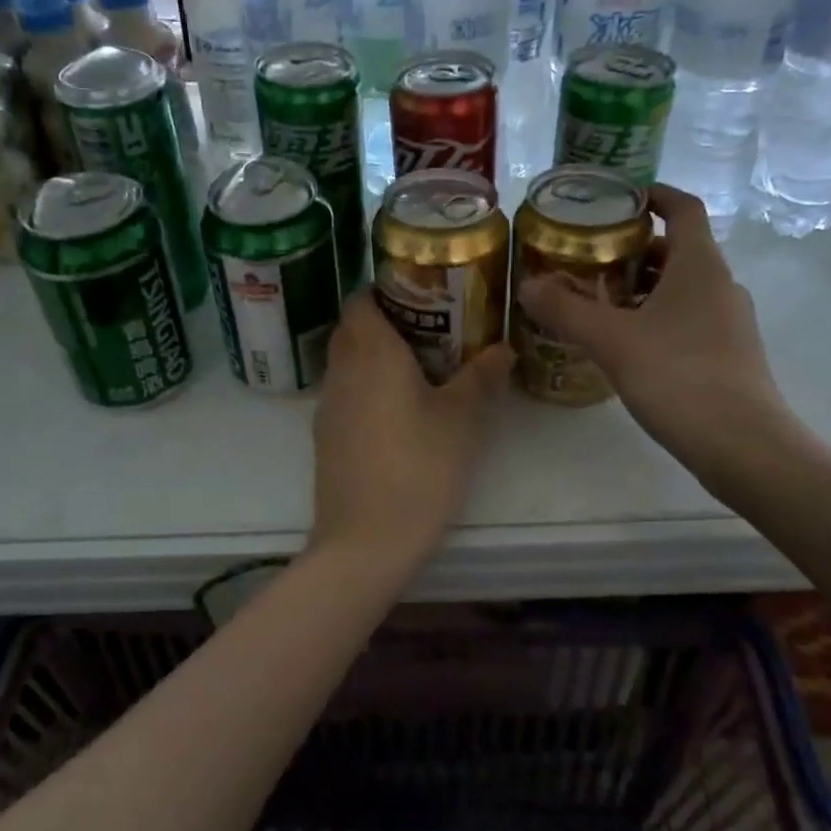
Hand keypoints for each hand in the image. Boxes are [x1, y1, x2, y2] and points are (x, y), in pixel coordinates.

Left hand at [310, 293, 513, 562]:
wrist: (366, 541)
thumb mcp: (462, 420)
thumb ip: (482, 377)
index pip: (361, 299)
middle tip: (431, 329)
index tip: (422, 295)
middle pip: (352, 328)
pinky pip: (345, 393)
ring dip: (375, 356)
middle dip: (385, 321)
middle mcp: (341, 371)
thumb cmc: (419, 468)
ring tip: (420, 368)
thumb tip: (503, 348)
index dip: (386, 289)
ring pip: (347, 362)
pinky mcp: (326, 437)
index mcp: (371, 353)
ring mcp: (328, 406)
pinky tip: (399, 411)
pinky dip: (367, 387)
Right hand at [516, 184, 799, 470]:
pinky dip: (655, 317)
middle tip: (588, 258)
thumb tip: (527, 286)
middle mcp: (720, 284)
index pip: (683, 207)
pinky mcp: (728, 354)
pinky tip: (624, 344)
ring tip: (597, 301)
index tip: (618, 199)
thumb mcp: (610, 339)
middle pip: (676, 249)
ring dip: (641, 287)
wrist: (742, 445)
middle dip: (632, 249)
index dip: (653, 195)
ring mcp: (729, 321)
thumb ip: (565, 309)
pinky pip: (687, 318)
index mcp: (699, 264)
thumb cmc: (677, 375)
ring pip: (680, 288)